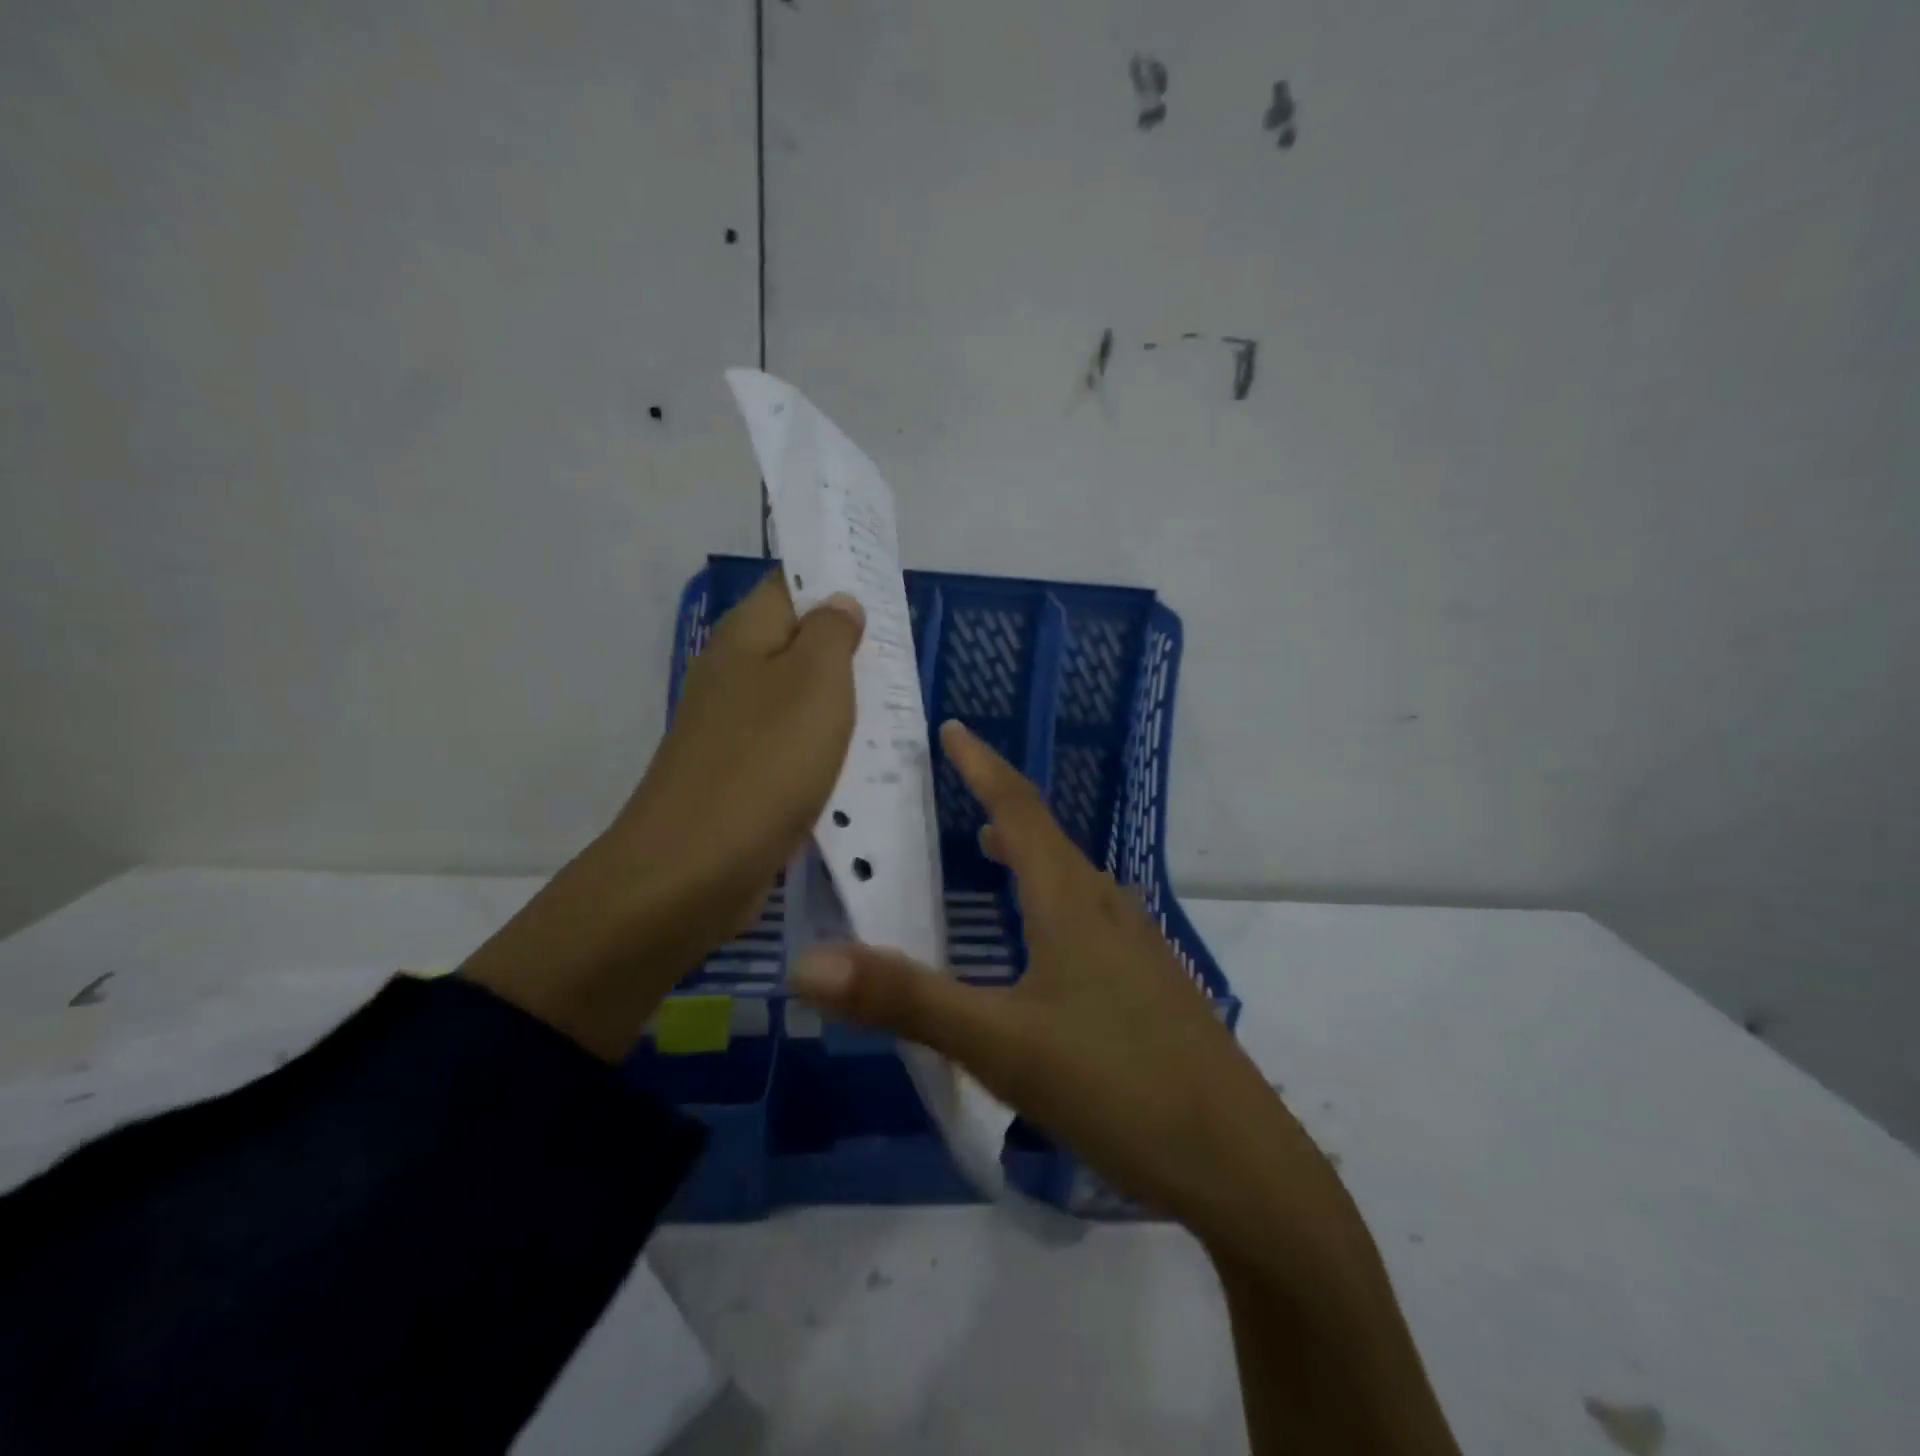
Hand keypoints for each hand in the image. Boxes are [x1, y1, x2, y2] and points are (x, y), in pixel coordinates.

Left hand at [462, 572, 862, 1058]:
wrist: (696, 867)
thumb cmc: (765, 762)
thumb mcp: (815, 683)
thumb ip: (832, 634)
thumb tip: (839, 602)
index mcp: (745, 638)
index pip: (790, 585)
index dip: (835, 582)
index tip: (884, 593)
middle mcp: (732, 675)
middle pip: (796, 644)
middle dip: (847, 648)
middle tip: (901, 654)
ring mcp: (732, 730)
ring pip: (797, 700)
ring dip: (840, 703)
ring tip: (895, 706)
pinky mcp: (741, 777)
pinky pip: (792, 748)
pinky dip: (825, 749)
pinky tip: (861, 762)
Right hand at [789, 720, 1319, 1234]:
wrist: (1240, 1162)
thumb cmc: (1117, 1087)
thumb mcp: (1001, 1045)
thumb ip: (906, 1002)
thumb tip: (808, 964)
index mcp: (1070, 903)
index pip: (1018, 809)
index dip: (983, 765)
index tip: (954, 728)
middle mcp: (1108, 910)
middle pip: (1048, 839)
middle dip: (1001, 807)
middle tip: (959, 790)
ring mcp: (1139, 948)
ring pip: (1073, 881)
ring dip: (1030, 854)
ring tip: (993, 852)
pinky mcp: (1153, 986)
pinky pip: (1091, 918)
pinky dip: (1053, 901)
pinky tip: (1047, 943)